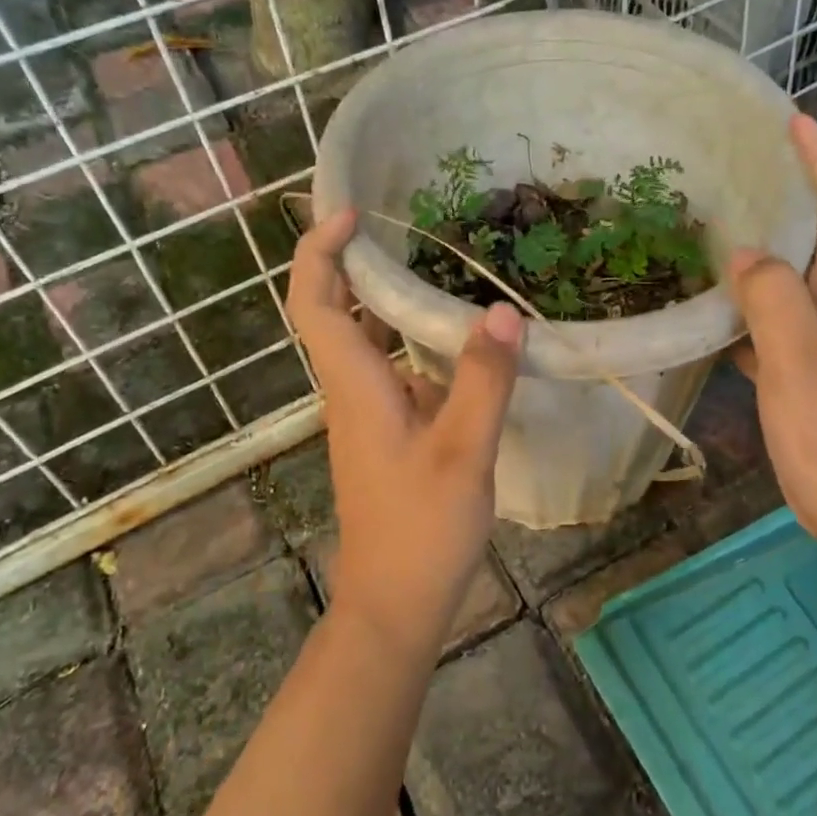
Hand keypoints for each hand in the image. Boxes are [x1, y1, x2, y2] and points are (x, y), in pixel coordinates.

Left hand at [287, 208, 522, 655]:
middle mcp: (351, 392)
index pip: (315, 303)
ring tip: (429, 261)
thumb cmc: (421, 529)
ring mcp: (367, 414)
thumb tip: (501, 312)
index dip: (320, 252)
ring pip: (362, 340)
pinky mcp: (386, 432)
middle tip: (394, 220)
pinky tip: (453, 337)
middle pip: (331, 312)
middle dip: (348, 260)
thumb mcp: (463, 452)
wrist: (394, 603)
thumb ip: (482, 381)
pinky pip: (388, 367)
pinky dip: (407, 337)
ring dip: (380, 297)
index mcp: (356, 387)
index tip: (351, 213)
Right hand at [730, 115, 816, 550]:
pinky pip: (774, 321)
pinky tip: (714, 310)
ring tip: (718, 229)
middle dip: (792, 193)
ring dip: (764, 250)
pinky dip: (748, 305)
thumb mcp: (799, 358)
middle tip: (743, 169)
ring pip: (793, 279)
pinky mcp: (806, 371)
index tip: (793, 123)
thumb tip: (744, 254)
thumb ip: (773, 298)